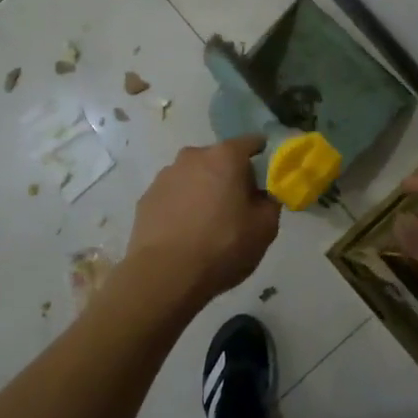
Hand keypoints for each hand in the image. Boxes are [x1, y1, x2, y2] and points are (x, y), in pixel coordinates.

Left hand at [127, 136, 281, 297]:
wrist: (165, 275)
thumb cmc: (222, 246)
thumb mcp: (265, 228)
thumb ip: (270, 202)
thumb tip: (264, 195)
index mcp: (225, 157)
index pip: (251, 142)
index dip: (262, 156)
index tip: (267, 175)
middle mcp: (193, 156)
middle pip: (220, 159)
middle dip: (230, 176)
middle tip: (238, 206)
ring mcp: (165, 176)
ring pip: (194, 176)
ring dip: (203, 190)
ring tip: (208, 223)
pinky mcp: (146, 198)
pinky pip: (174, 195)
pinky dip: (182, 205)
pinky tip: (185, 232)